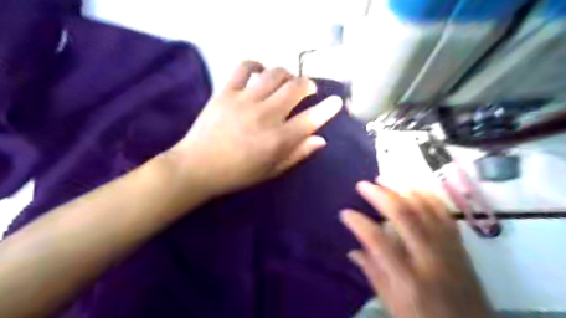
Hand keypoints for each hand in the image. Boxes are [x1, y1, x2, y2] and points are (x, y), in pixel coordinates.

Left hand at [167, 60, 339, 196]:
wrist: (197, 167)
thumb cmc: (237, 174)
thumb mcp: (271, 171)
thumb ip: (297, 154)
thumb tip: (320, 140)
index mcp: (278, 140)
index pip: (311, 119)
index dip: (328, 109)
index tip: (337, 101)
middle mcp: (265, 116)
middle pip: (296, 88)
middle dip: (308, 85)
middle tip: (308, 89)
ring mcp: (244, 101)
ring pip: (275, 73)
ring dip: (287, 74)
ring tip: (287, 81)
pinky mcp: (226, 92)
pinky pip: (244, 67)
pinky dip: (256, 64)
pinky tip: (260, 71)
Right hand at [340, 182, 490, 317]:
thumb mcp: (392, 305)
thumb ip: (373, 273)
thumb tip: (352, 250)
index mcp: (408, 279)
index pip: (379, 242)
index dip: (359, 223)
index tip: (345, 212)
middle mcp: (430, 259)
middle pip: (404, 217)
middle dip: (380, 196)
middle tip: (363, 185)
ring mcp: (449, 250)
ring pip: (426, 209)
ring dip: (403, 190)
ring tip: (384, 179)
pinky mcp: (461, 246)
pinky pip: (445, 214)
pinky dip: (428, 197)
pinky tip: (414, 187)